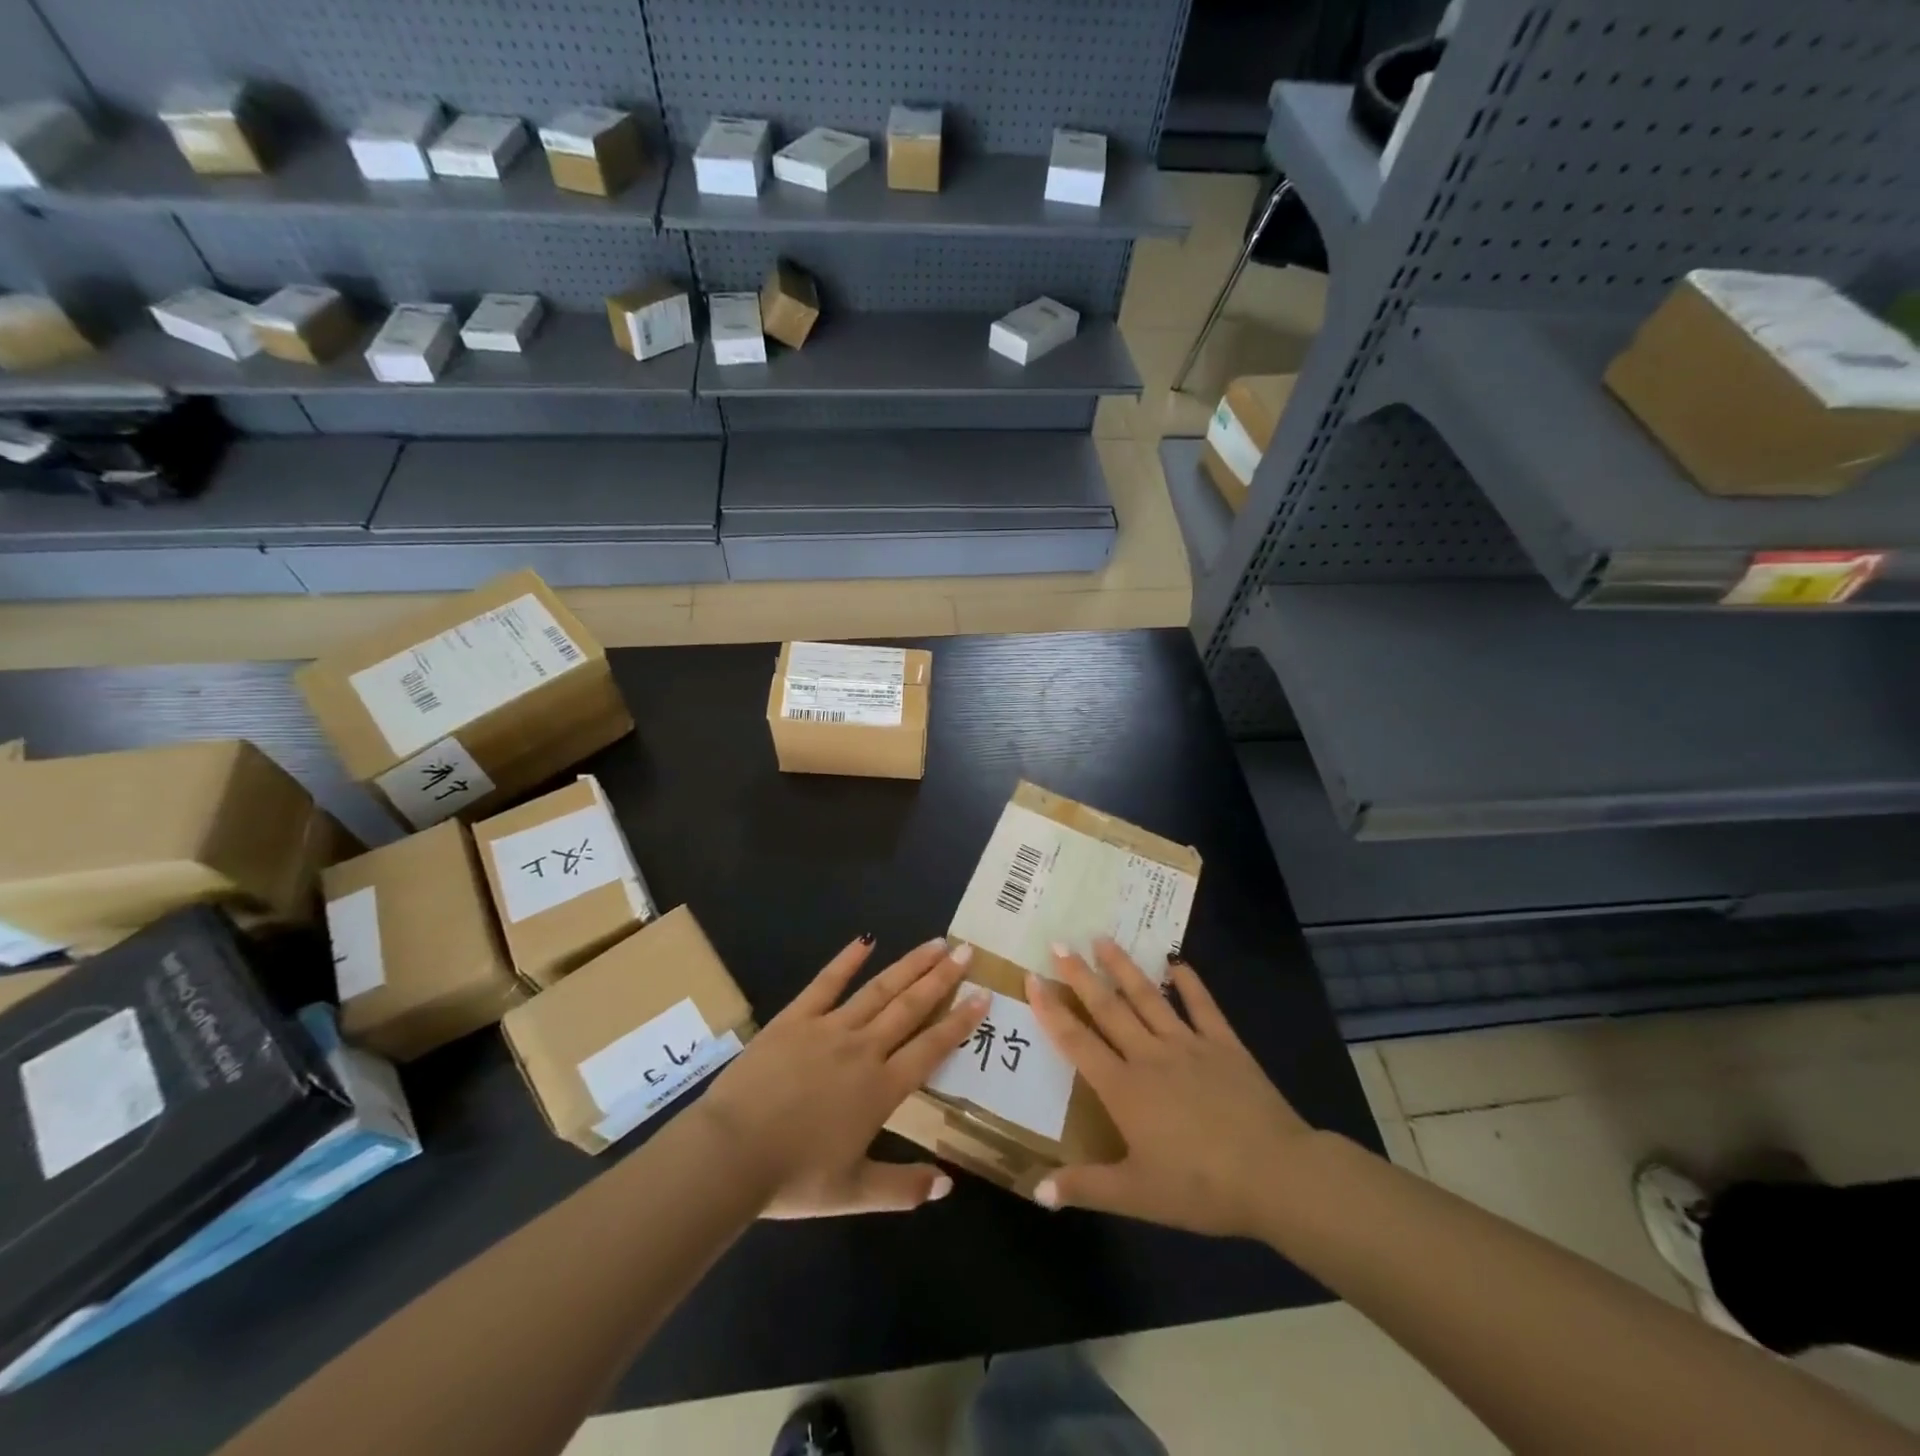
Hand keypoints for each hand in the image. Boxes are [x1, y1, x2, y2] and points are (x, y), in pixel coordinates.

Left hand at [700, 934, 987, 1217]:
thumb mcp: (853, 1194)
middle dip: (942, 978)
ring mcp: (829, 1028)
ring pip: (878, 989)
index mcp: (882, 1089)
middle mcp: (863, 1049)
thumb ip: (904, 1188)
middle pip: (910, 1007)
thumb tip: (949, 1185)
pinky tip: (865, 941)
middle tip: (967, 951)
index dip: (959, 1021)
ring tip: (935, 943)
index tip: (983, 995)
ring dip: (909, 965)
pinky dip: (846, 961)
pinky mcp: (795, 1018)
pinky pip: (825, 984)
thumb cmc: (793, 1178)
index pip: (931, 1047)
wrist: (730, 1154)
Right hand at [1026, 938, 1312, 1238]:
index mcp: (1124, 1088)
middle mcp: (1149, 1056)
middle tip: (1058, 944)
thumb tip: (1035, 1191)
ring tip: (1102, 939)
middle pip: (1108, 1008)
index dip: (1052, 1010)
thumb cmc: (1201, 1187)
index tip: (1032, 978)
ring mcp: (1188, 1045)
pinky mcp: (1224, 1044)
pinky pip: (1202, 1006)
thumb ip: (1085, 1187)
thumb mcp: (1137, 1196)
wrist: (1276, 1175)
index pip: (1077, 1041)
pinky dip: (1189, 982)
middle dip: (1080, 976)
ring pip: (1148, 997)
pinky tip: (1176, 962)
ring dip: (1123, 967)